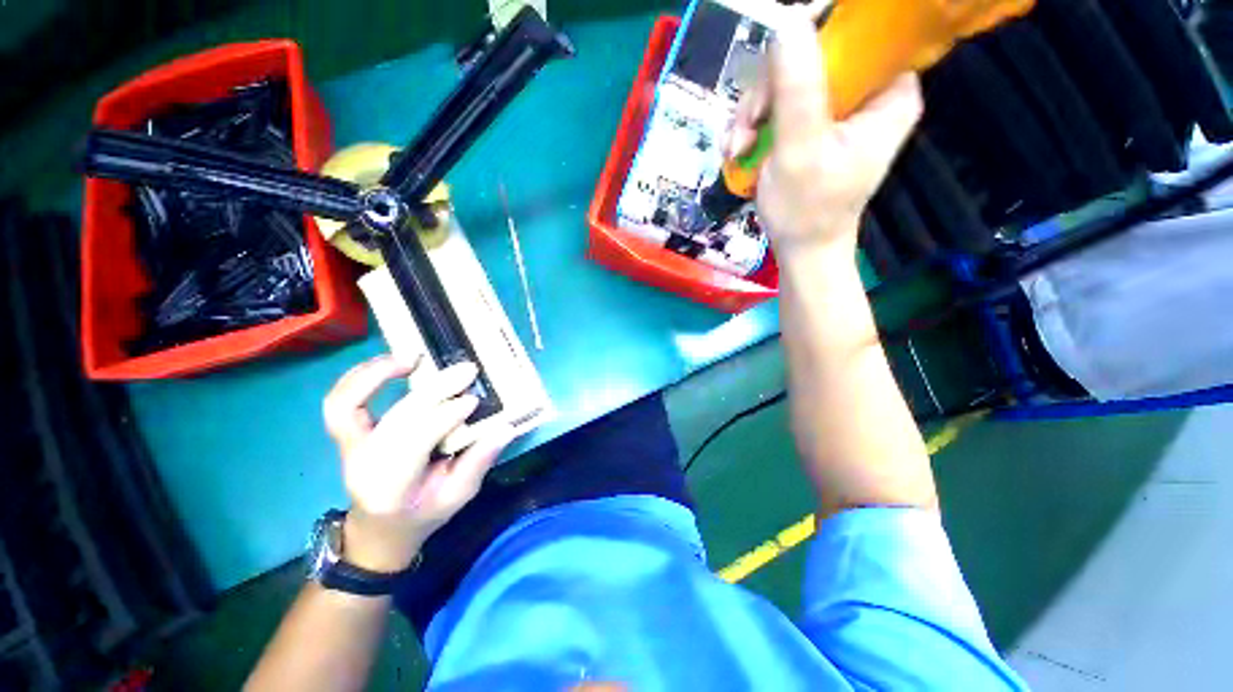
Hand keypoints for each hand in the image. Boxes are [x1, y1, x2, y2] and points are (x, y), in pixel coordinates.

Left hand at [322, 354, 513, 572]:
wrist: (378, 530)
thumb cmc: (420, 516)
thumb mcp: (457, 498)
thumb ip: (478, 463)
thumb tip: (505, 428)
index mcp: (392, 486)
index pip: (416, 441)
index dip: (445, 416)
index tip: (472, 399)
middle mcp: (363, 464)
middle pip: (397, 418)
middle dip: (434, 390)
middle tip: (466, 370)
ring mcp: (349, 446)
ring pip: (347, 404)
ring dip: (377, 374)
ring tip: (413, 356)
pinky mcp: (347, 433)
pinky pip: (342, 400)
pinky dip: (361, 376)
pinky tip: (392, 362)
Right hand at [728, 12, 922, 256]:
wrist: (800, 249)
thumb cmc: (807, 210)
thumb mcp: (800, 151)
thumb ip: (797, 88)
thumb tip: (786, 19)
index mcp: (888, 90)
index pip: (858, 32)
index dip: (813, 32)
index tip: (776, 60)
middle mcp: (867, 90)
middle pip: (813, 53)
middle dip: (768, 90)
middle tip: (747, 128)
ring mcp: (837, 107)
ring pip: (787, 79)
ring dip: (753, 112)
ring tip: (737, 148)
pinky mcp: (813, 122)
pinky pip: (778, 103)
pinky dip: (753, 125)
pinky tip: (739, 149)